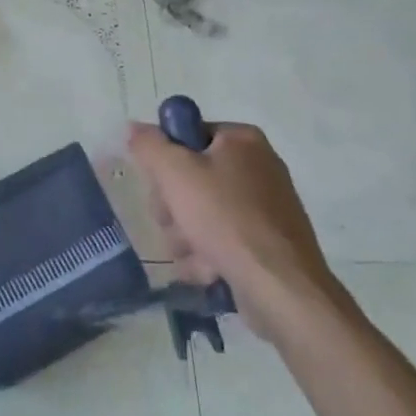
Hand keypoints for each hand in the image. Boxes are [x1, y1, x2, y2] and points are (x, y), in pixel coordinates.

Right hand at [127, 120, 350, 340]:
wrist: (282, 289)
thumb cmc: (226, 218)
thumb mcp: (175, 172)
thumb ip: (149, 145)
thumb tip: (134, 127)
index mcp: (243, 141)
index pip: (187, 135)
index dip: (166, 159)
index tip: (160, 184)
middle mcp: (259, 167)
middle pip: (192, 177)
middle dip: (174, 207)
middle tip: (172, 222)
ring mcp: (266, 208)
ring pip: (203, 213)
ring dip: (186, 236)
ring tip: (192, 254)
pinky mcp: (268, 245)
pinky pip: (224, 241)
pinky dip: (209, 256)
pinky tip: (207, 271)